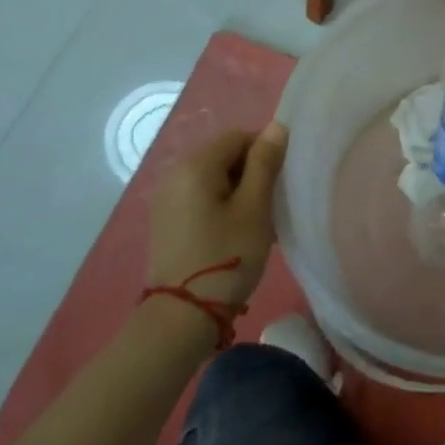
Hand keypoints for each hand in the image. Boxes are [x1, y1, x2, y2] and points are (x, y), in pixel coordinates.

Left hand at [146, 123, 286, 308]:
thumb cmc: (226, 256)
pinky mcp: (165, 220)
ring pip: (213, 178)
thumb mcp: (255, 207)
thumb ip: (265, 162)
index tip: (279, 183)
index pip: (239, 137)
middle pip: (224, 155)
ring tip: (254, 222)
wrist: (182, 318)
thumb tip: (276, 127)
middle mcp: (174, 173)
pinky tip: (232, 233)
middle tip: (269, 205)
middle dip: (251, 172)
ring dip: (237, 191)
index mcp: (195, 164)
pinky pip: (200, 197)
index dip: (265, 152)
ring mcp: (166, 198)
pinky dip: (220, 205)